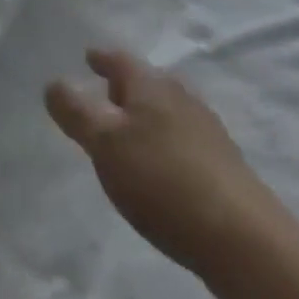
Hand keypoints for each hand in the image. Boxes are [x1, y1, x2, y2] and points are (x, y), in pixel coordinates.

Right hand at [47, 49, 280, 286]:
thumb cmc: (163, 181)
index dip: (101, 58)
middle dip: (125, 86)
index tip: (89, 56)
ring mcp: (207, 132)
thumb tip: (53, 83)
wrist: (245, 241)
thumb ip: (76, 112)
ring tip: (130, 132)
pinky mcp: (224, 167)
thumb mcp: (105, 144)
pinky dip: (166, 142)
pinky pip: (184, 140)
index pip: (120, 60)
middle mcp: (181, 98)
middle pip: (147, 82)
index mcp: (151, 85)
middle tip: (105, 93)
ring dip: (147, 116)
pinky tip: (162, 167)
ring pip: (168, 111)